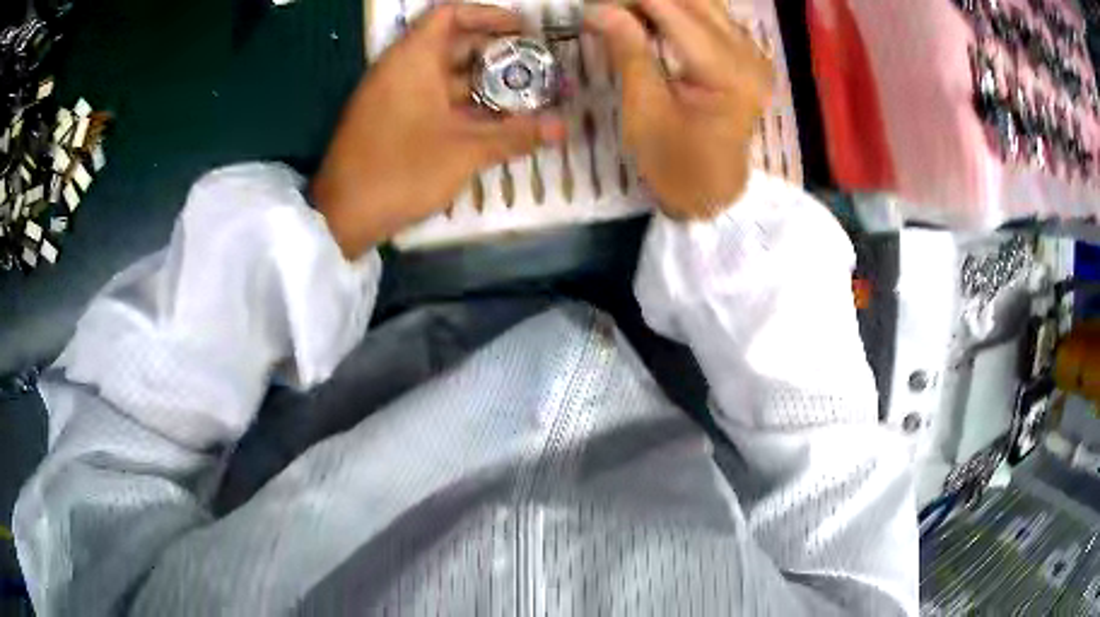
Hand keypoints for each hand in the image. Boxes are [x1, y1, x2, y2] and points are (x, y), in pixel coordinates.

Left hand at [313, 4, 565, 257]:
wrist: (342, 216)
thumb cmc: (400, 171)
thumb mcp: (464, 152)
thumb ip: (515, 135)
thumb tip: (563, 127)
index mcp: (413, 59)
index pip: (451, 13)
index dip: (489, 15)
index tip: (523, 30)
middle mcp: (401, 68)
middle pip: (453, 43)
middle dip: (496, 53)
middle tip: (535, 67)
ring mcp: (392, 95)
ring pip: (444, 75)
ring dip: (483, 83)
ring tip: (524, 95)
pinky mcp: (390, 119)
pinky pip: (431, 98)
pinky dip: (461, 103)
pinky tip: (492, 122)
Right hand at [585, 0, 772, 219]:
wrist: (715, 195)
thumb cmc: (676, 165)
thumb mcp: (644, 111)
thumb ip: (628, 52)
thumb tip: (599, 9)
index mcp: (726, 70)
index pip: (672, 7)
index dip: (627, 1)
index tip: (590, 7)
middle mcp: (748, 52)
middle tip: (606, 11)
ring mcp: (752, 52)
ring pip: (703, 3)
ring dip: (660, 3)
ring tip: (623, 16)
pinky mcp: (746, 56)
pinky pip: (710, 17)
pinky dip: (676, 12)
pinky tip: (649, 22)